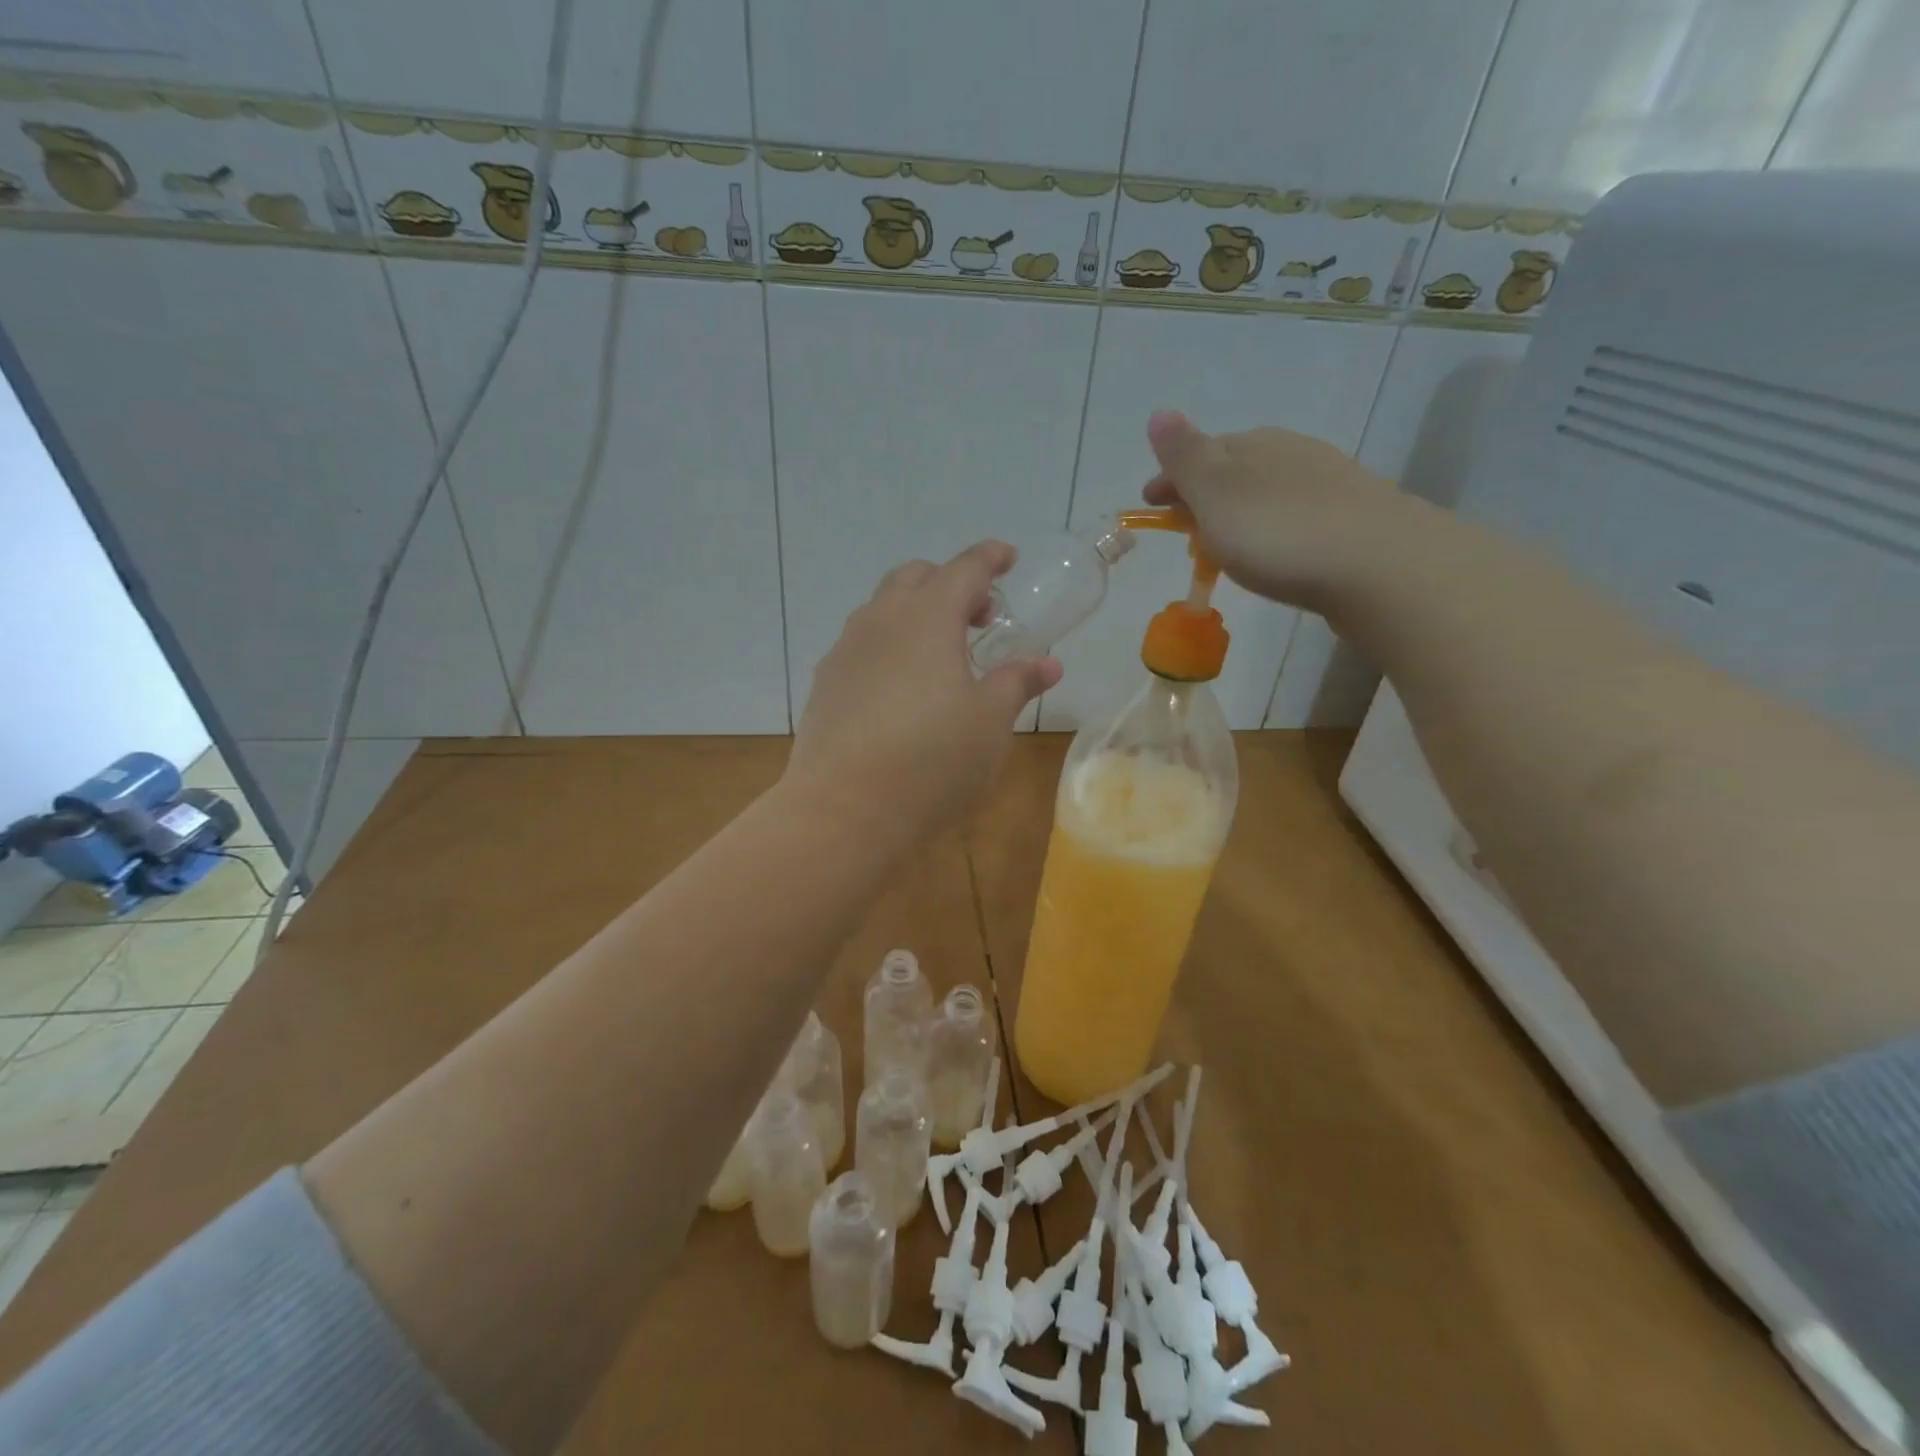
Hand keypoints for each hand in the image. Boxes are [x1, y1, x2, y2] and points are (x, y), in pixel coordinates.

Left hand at [786, 542, 1062, 846]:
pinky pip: (861, 646)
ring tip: (940, 654)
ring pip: (881, 610)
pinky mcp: (825, 685)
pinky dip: (888, 646)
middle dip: (950, 583)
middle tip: (979, 617)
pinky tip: (900, 689)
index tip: (1008, 557)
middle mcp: (880, 621)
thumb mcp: (990, 722)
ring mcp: (845, 652)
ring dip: (914, 613)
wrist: (844, 809)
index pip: (964, 568)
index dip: (990, 558)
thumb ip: (1016, 682)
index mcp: (927, 617)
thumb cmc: (932, 759)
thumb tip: (1047, 662)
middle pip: (915, 578)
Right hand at [1141, 411, 1407, 611]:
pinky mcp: (1354, 518)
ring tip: (1227, 546)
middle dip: (1205, 494)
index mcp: (1254, 445)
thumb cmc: (1279, 532)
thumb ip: (1185, 457)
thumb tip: (1159, 412)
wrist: (1380, 566)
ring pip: (1268, 491)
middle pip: (1235, 470)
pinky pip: (1297, 515)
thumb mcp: (1216, 493)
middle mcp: (1292, 453)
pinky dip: (1274, 527)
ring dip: (1241, 512)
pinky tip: (1278, 551)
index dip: (1170, 479)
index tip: (1150, 507)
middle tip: (1185, 530)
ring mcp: (1329, 483)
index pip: (1200, 452)